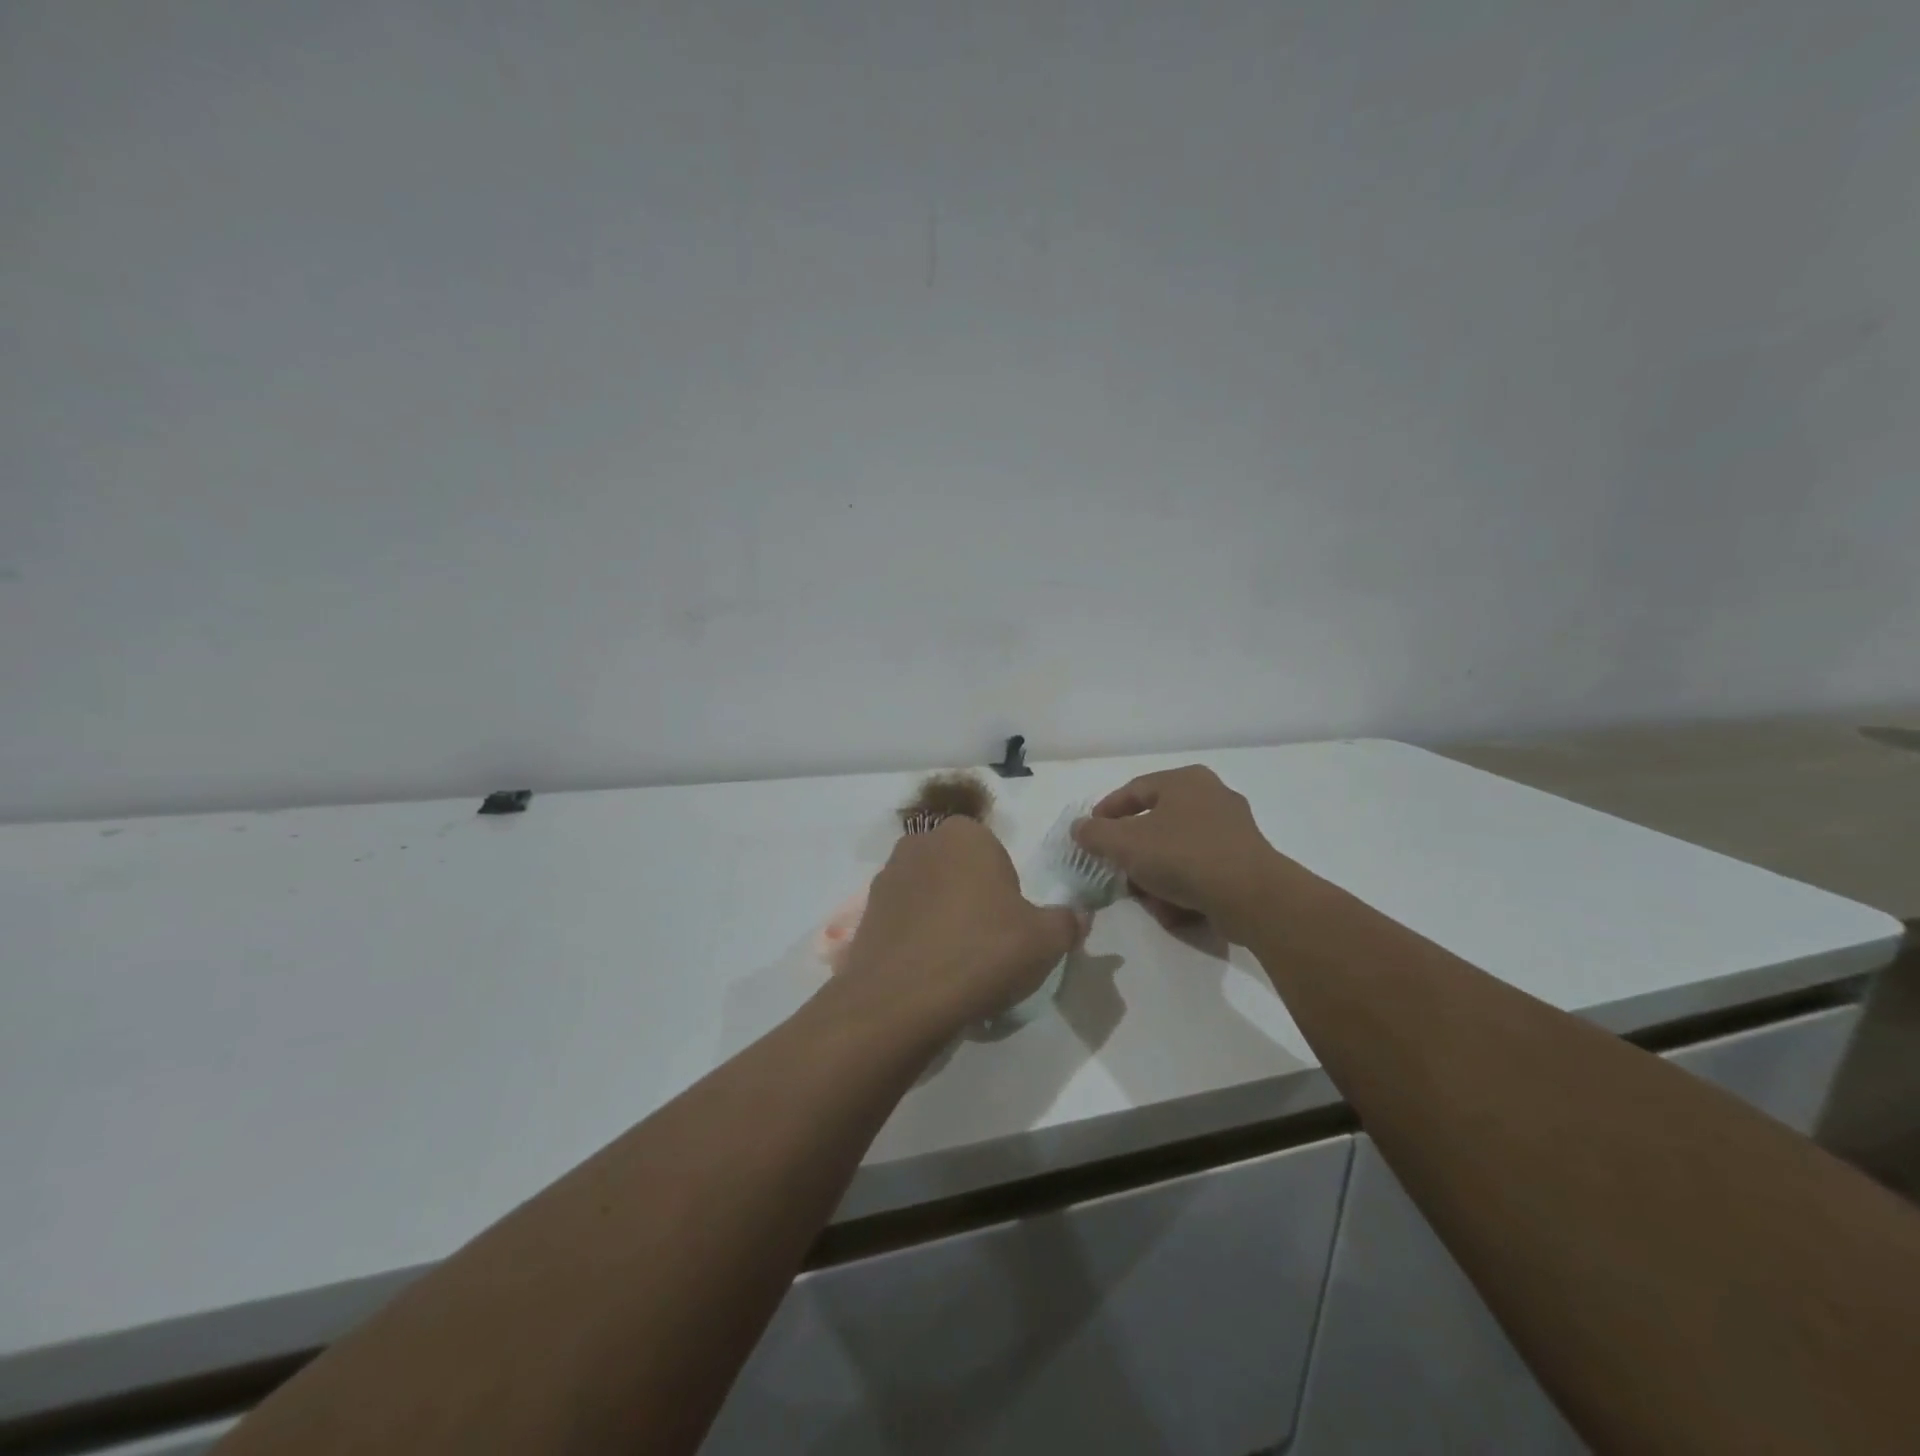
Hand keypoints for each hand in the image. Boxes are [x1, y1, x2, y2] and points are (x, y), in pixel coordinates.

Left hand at [837, 818, 1085, 1037]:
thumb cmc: (982, 952)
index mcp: (964, 834)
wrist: (903, 999)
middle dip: (973, 899)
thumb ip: (1067, 921)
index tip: (1009, 926)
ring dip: (942, 918)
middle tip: (986, 943)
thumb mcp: (1046, 940)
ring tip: (956, 963)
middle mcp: (921, 843)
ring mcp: (887, 877)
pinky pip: (904, 920)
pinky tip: (928, 972)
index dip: (1006, 891)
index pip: (995, 854)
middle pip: (959, 871)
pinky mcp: (867, 912)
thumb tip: (1077, 917)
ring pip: (930, 894)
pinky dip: (916, 938)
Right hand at [1071, 765, 1298, 944]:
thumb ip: (1095, 834)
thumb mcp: (1125, 844)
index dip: (1106, 812)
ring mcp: (1233, 828)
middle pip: (1156, 823)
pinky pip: (1201, 868)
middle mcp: (1211, 796)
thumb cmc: (1183, 856)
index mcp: (1184, 780)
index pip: (1134, 790)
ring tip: (1145, 897)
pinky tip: (1173, 908)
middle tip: (1116, 868)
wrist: (1251, 896)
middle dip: (1133, 851)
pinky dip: (1183, 885)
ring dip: (1156, 873)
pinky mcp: (1245, 859)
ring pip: (1177, 849)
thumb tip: (1079, 828)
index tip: (1090, 834)